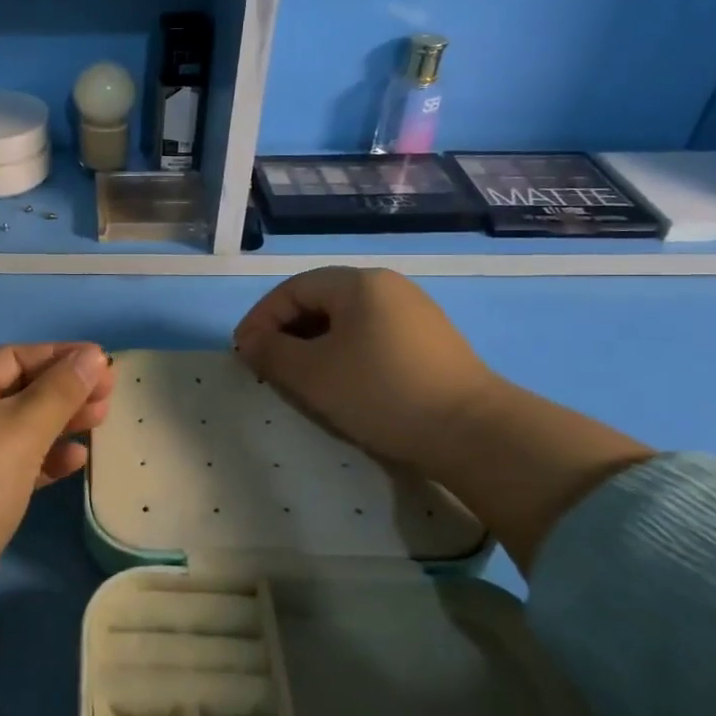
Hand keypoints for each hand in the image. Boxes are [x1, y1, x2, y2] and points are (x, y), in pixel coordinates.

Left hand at [0, 342, 112, 677]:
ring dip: (58, 424)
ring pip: (16, 430)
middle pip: (15, 391)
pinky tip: (75, 461)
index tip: (102, 362)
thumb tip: (93, 355)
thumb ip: (61, 389)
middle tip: (109, 396)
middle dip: (63, 391)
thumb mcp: (22, 428)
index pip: (12, 356)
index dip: (59, 355)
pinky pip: (11, 465)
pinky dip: (43, 460)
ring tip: (101, 422)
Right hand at [231, 267, 498, 474]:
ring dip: (313, 345)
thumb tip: (251, 341)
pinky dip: (344, 354)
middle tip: (267, 366)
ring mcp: (414, 313)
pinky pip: (371, 337)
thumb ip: (271, 352)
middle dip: (286, 332)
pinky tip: (341, 384)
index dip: (260, 318)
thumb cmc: (380, 392)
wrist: (472, 432)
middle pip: (320, 300)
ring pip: (346, 321)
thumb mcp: (312, 374)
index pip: (293, 289)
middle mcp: (388, 287)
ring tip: (299, 378)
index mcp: (358, 283)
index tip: (243, 353)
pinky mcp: (430, 342)